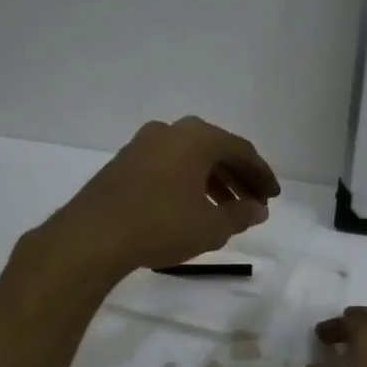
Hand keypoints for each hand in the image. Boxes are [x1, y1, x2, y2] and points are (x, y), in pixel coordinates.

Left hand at [45, 116, 279, 278]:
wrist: (93, 235)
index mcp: (198, 137)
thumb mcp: (211, 226)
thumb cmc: (161, 225)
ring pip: (190, 159)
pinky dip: (188, 182)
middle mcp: (171, 131)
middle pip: (216, 151)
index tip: (273, 197)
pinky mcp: (124, 162)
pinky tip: (192, 206)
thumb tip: (258, 209)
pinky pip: (169, 166)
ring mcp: (143, 144)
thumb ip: (240, 215)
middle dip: (238, 177)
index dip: (261, 175)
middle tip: (255, 203)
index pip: (241, 151)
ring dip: (213, 181)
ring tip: (227, 210)